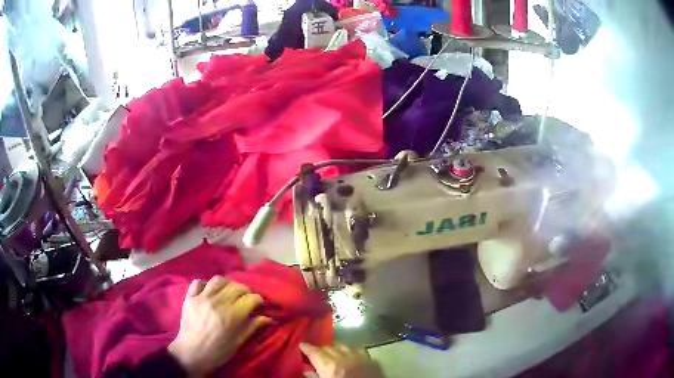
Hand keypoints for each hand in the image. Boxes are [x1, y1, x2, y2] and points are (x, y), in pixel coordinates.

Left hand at [168, 276, 270, 375]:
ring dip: (227, 284)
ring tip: (229, 291)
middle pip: (237, 286)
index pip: (250, 298)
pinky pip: (198, 282)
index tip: (259, 304)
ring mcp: (202, 298)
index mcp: (232, 316)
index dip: (258, 300)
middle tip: (246, 298)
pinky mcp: (190, 297)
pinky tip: (209, 291)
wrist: (191, 353)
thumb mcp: (238, 342)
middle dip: (245, 291)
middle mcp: (218, 303)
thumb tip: (268, 318)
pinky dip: (205, 284)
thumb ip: (252, 327)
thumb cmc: (218, 351)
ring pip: (218, 280)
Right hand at [300, 342, 383, 377]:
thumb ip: (314, 377)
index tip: (301, 345)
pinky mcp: (370, 360)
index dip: (306, 348)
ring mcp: (358, 356)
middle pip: (327, 347)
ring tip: (330, 354)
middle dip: (319, 349)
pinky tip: (348, 356)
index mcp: (328, 365)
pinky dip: (349, 352)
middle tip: (314, 354)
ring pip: (342, 346)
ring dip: (334, 349)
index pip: (314, 351)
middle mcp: (343, 357)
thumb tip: (306, 370)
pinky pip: (356, 350)